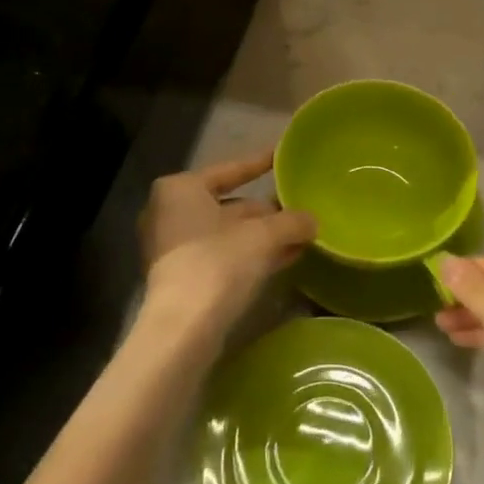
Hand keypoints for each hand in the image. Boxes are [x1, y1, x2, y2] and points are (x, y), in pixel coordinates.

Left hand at [135, 150, 315, 353]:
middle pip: (230, 206)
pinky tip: (286, 258)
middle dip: (267, 211)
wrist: (183, 328)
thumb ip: (291, 222)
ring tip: (302, 235)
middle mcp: (170, 213)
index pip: (230, 170)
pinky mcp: (181, 279)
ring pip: (228, 234)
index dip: (259, 163)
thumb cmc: (218, 263)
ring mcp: (173, 248)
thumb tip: (312, 221)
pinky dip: (251, 255)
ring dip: (264, 236)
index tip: (280, 155)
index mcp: (181, 189)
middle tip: (300, 207)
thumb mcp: (264, 236)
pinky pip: (223, 256)